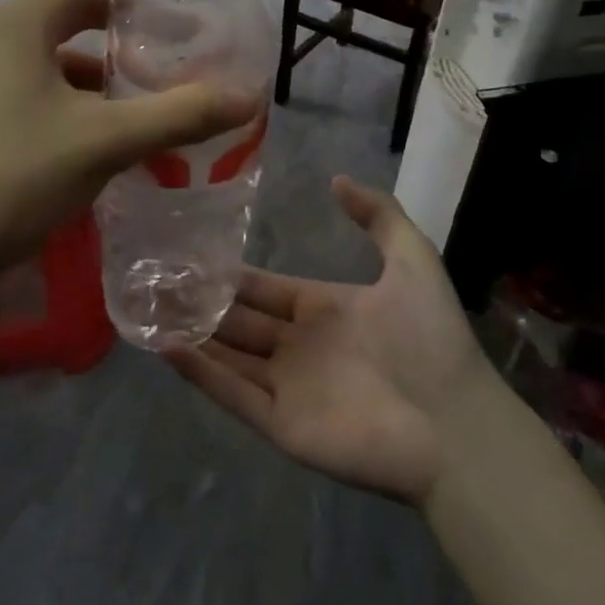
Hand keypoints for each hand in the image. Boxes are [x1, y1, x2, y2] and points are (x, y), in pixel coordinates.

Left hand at [0, 0, 258, 289]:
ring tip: (144, 93)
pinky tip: (98, 131)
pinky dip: (73, 93)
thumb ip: (179, 115)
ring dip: (101, 64)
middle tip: (177, 38)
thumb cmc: (12, 178)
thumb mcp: (105, 143)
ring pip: (54, 52)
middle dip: (128, 20)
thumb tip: (247, 99)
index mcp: (21, 23)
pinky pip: (34, 83)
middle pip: (73, 7)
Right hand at [167, 177, 498, 504]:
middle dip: (199, 302)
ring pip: (227, 355)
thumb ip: (379, 215)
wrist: (457, 424)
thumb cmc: (431, 339)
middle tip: (153, 279)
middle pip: (237, 321)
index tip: (190, 252)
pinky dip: (200, 373)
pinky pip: (233, 394)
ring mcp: (287, 387)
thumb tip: (336, 179)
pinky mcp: (281, 425)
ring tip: (147, 308)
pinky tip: (166, 347)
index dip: (229, 274)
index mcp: (322, 309)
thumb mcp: (412, 259)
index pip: (263, 288)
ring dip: (190, 333)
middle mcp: (298, 346)